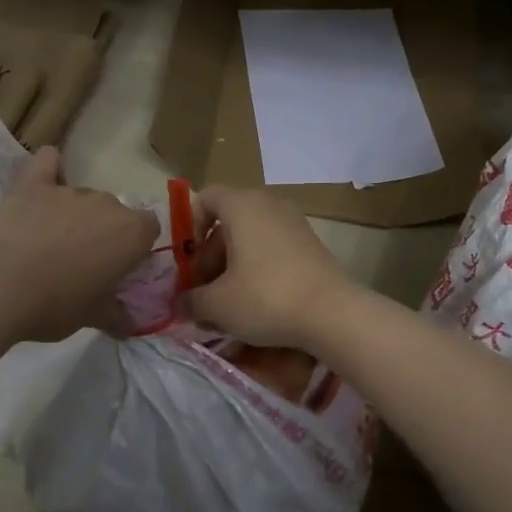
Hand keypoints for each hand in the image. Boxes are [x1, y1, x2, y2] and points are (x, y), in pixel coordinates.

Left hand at [0, 146, 160, 340]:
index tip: (119, 268)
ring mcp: (67, 190)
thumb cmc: (54, 305)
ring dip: (74, 216)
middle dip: (103, 233)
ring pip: (81, 197)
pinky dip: (49, 169)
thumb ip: (116, 316)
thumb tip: (130, 325)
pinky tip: (43, 181)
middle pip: (114, 212)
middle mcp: (105, 203)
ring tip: (49, 245)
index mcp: (131, 233)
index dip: (136, 247)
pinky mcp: (31, 184)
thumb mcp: (92, 318)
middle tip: (82, 264)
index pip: (150, 228)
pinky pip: (47, 163)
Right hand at [184, 187, 356, 350]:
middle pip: (228, 223)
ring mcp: (295, 224)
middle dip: (210, 257)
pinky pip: (273, 250)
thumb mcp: (217, 304)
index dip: (190, 226)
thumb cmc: (265, 297)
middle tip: (203, 292)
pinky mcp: (311, 246)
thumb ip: (190, 301)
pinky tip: (256, 305)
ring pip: (251, 239)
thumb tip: (178, 304)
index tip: (189, 261)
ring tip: (227, 305)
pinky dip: (258, 270)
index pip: (206, 198)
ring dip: (232, 267)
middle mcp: (269, 205)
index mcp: (242, 206)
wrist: (333, 313)